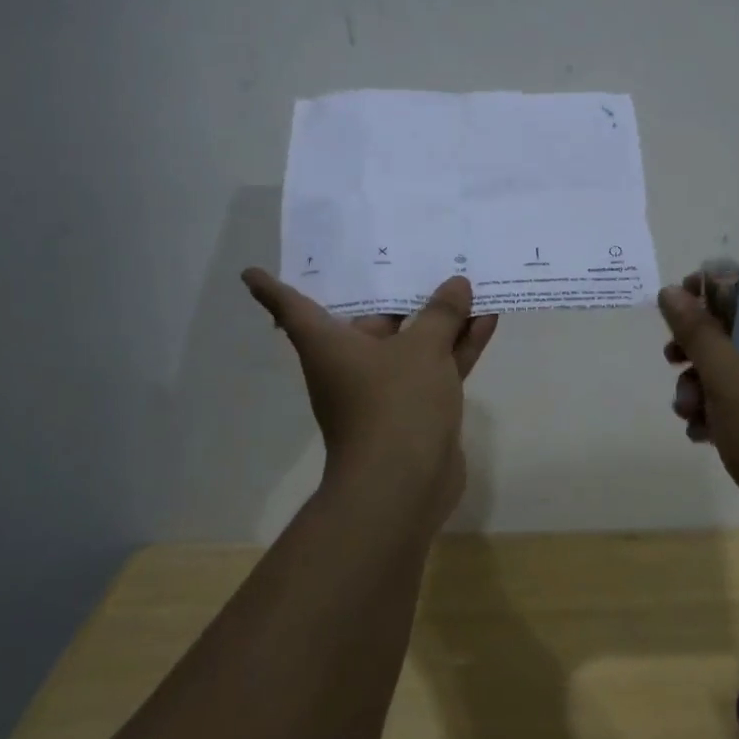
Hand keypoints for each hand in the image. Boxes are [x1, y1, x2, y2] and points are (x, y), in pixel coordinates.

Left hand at [242, 270, 498, 525]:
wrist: (404, 487)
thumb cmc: (395, 404)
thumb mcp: (422, 348)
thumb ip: (441, 313)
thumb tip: (456, 285)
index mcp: (329, 345)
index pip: (290, 308)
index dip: (271, 288)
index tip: (251, 271)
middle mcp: (350, 363)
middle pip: (369, 318)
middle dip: (393, 290)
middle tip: (408, 252)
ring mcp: (386, 388)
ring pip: (412, 342)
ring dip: (438, 318)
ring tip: (465, 280)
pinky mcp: (416, 408)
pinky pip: (436, 366)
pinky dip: (457, 346)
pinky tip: (487, 319)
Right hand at [657, 273, 738, 553]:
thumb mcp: (728, 377)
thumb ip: (697, 331)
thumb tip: (670, 292)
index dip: (717, 287)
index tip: (680, 303)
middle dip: (700, 347)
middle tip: (672, 357)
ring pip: (738, 369)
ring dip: (703, 384)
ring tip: (685, 410)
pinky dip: (721, 410)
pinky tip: (701, 433)